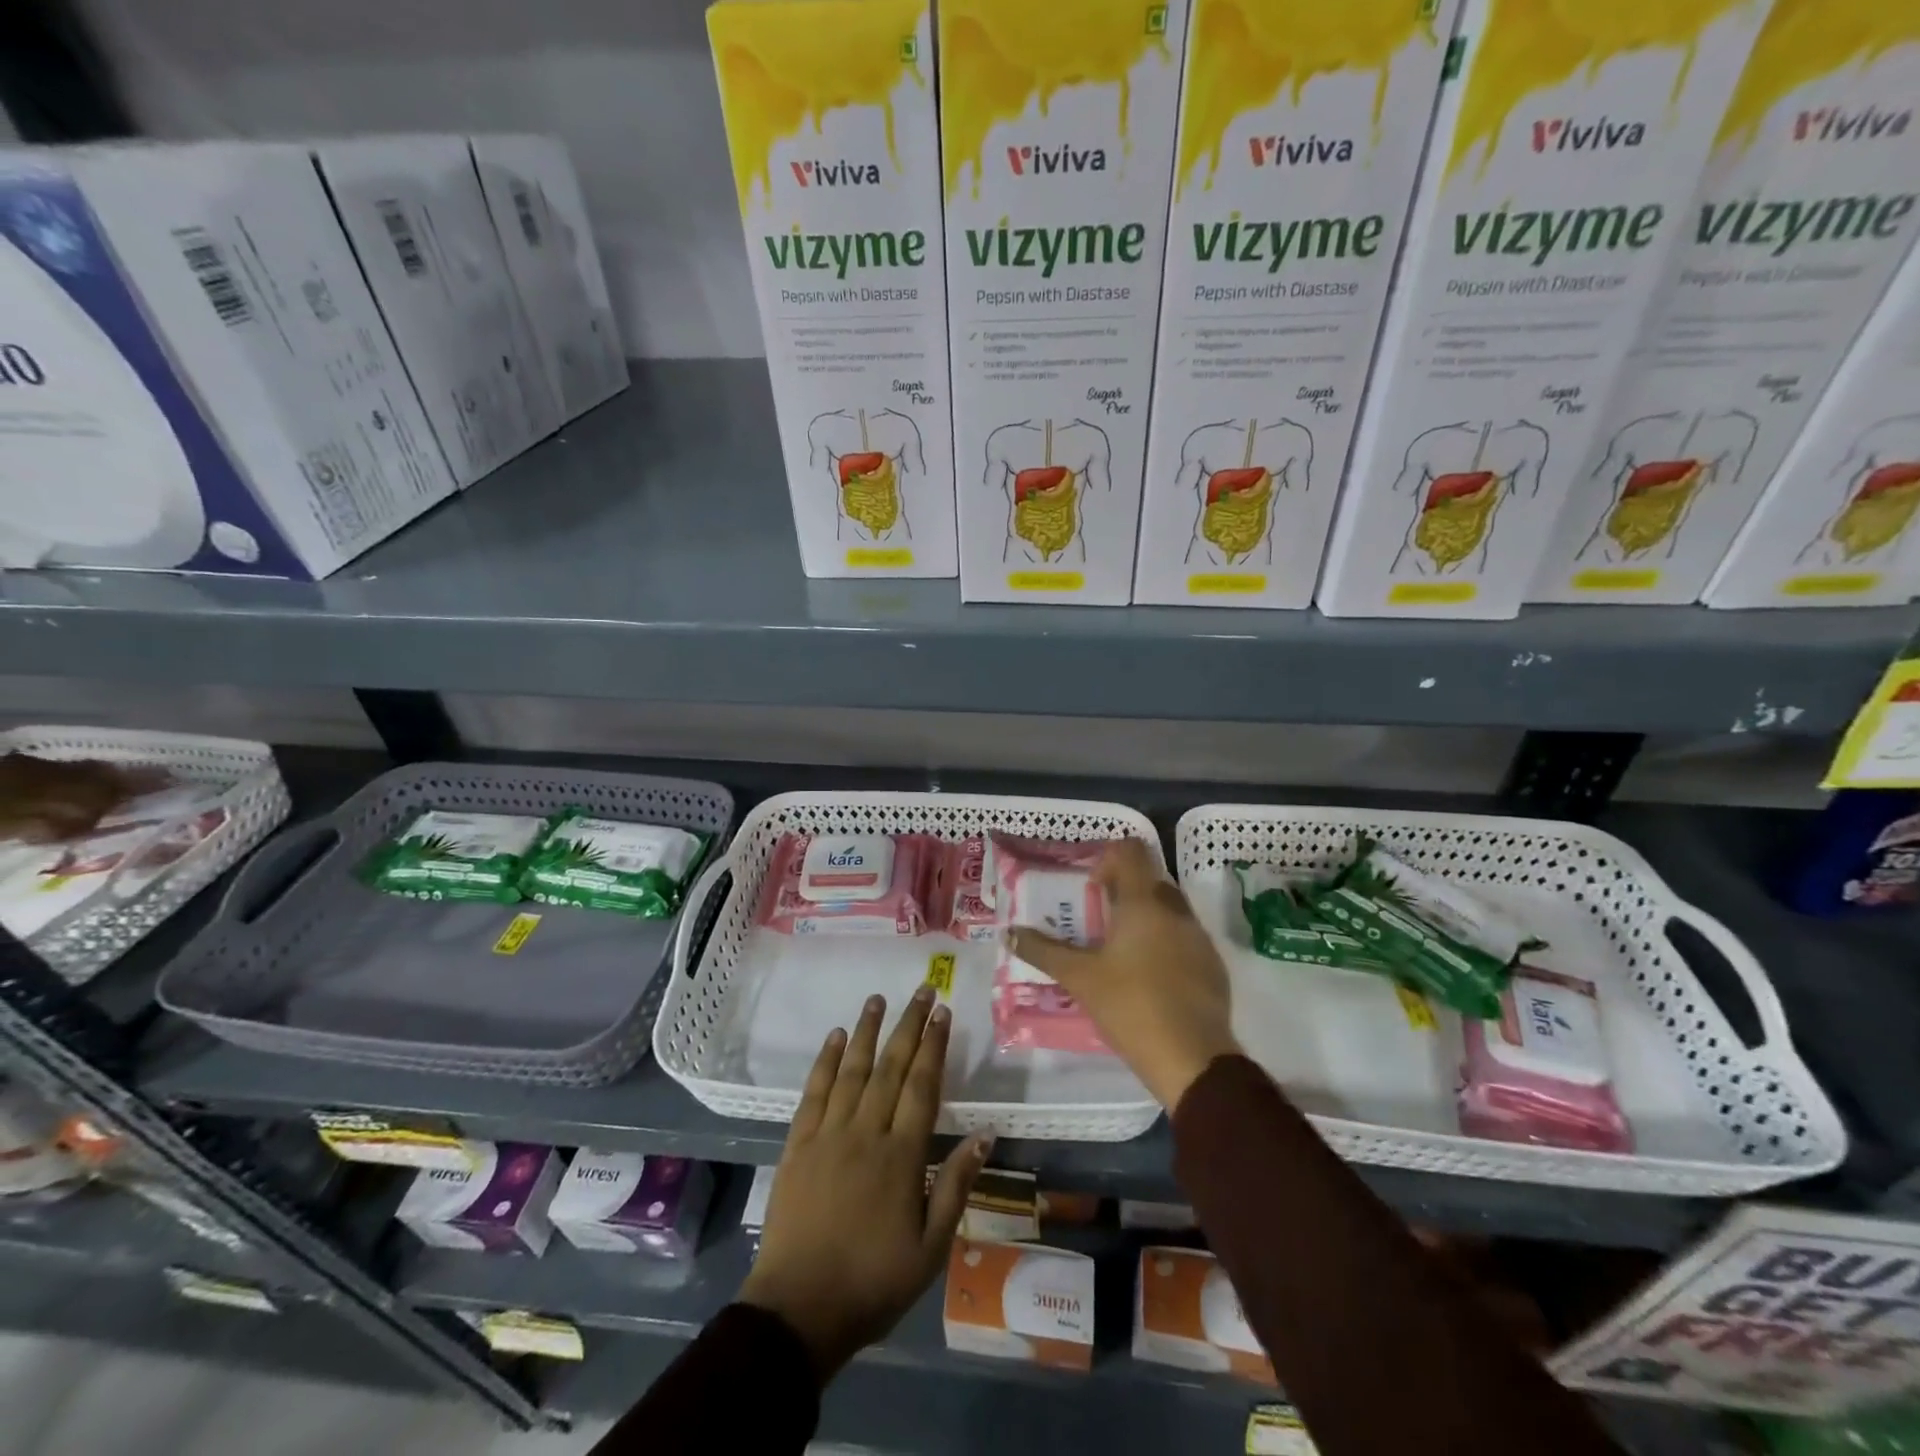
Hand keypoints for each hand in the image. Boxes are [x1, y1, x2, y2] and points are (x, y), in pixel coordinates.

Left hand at [740, 987, 990, 1379]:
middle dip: (909, 1025)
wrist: (797, 1310)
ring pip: (852, 1069)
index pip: (923, 1085)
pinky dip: (825, 1061)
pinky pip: (814, 1092)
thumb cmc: (873, 1283)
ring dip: (866, 1031)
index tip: (944, 1013)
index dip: (935, 1046)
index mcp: (902, 1155)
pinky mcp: (797, 1144)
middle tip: (923, 990)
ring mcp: (828, 1134)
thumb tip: (984, 1134)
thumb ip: (956, 1186)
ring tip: (878, 998)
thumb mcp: (930, 1248)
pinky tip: (834, 1037)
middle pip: (891, 1066)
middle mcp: (866, 1132)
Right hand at [1009, 838, 1239, 1108]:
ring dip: (1143, 918)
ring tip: (1118, 952)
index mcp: (1144, 902)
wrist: (1193, 1059)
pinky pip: (1184, 938)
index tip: (1089, 889)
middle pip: (1149, 879)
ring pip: (1168, 909)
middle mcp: (1176, 909)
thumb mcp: (1079, 978)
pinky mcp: (1213, 965)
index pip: (1131, 851)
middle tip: (1096, 922)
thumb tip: (1010, 933)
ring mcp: (1199, 937)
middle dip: (1122, 892)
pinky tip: (1148, 979)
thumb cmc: (1131, 1006)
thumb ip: (1043, 951)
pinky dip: (1164, 944)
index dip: (1108, 859)